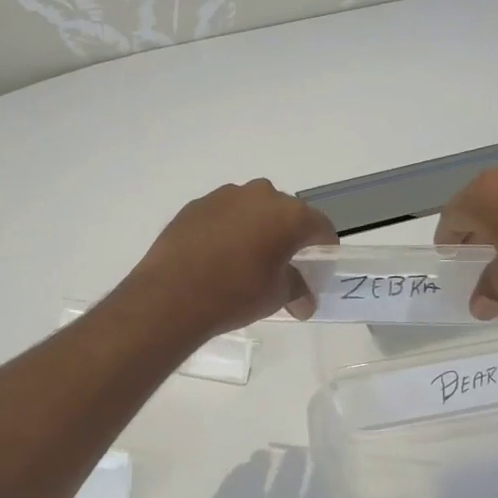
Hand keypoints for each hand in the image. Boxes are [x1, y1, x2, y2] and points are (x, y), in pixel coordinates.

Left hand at [124, 179, 337, 340]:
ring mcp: (226, 195)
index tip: (319, 266)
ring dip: (257, 227)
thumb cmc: (236, 294)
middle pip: (287, 212)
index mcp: (290, 215)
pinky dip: (228, 228)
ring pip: (253, 208)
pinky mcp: (197, 204)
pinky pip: (225, 213)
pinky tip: (217, 255)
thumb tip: (305, 302)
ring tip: (246, 258)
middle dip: (289, 235)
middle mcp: (261, 195)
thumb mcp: (276, 296)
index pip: (320, 226)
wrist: (172, 294)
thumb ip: (297, 290)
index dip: (324, 247)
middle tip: (283, 263)